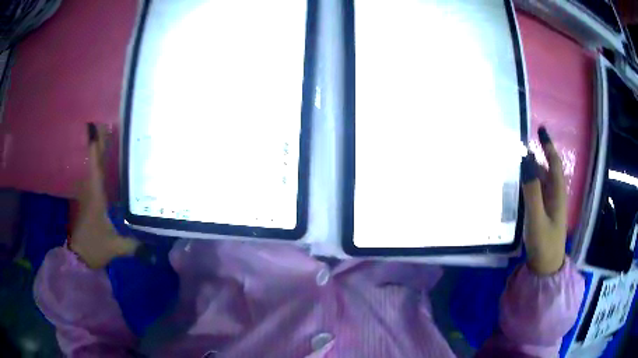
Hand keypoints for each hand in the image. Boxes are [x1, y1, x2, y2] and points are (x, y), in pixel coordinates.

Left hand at [69, 123, 139, 268]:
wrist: (78, 256)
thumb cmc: (94, 247)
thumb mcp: (115, 247)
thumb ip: (134, 245)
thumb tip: (154, 249)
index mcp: (96, 197)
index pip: (96, 168)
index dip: (96, 149)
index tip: (95, 129)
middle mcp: (90, 192)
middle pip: (95, 164)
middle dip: (99, 145)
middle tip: (105, 125)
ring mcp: (87, 197)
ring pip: (93, 170)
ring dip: (98, 155)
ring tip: (105, 139)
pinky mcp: (88, 203)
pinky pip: (93, 179)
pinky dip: (98, 169)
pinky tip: (103, 167)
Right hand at [521, 127, 567, 274]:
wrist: (546, 266)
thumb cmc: (544, 243)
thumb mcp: (537, 218)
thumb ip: (531, 191)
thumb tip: (525, 162)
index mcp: (557, 193)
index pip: (554, 163)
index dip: (548, 146)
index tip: (541, 129)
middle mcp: (554, 195)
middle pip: (546, 170)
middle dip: (536, 157)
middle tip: (518, 148)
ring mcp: (549, 204)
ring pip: (540, 181)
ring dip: (530, 170)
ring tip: (515, 164)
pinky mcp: (543, 212)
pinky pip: (536, 192)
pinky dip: (528, 184)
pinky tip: (517, 186)